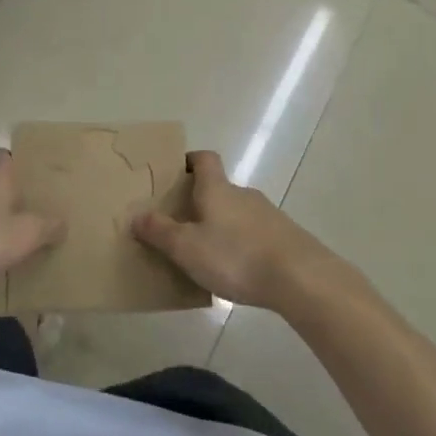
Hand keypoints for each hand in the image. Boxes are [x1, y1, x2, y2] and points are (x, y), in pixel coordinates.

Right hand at [131, 150, 345, 310]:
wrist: (299, 276)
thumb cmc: (235, 256)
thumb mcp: (187, 247)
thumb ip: (160, 231)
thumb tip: (136, 214)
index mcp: (217, 189)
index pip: (204, 159)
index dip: (188, 161)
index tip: (174, 173)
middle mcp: (243, 194)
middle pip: (219, 187)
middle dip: (200, 201)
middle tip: (180, 224)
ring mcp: (267, 214)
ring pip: (237, 212)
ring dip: (221, 225)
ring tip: (205, 253)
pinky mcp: (284, 237)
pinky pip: (254, 233)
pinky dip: (241, 244)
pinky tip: (235, 271)